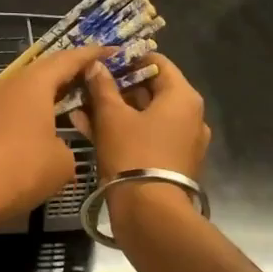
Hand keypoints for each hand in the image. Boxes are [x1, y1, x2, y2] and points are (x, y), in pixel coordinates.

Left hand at [0, 44, 109, 232]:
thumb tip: (57, 147)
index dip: (92, 55)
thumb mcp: (61, 162)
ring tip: (74, 100)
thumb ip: (68, 146)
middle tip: (96, 75)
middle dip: (71, 71)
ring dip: (51, 93)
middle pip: (45, 70)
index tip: (112, 50)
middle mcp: (11, 85)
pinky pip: (16, 108)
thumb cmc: (19, 170)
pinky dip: (34, 111)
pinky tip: (45, 126)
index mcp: (34, 84)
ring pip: (28, 90)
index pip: (68, 59)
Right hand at [69, 52, 210, 181]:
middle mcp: (190, 116)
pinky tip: (90, 129)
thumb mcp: (111, 116)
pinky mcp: (171, 161)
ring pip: (145, 115)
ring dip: (115, 110)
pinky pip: (146, 136)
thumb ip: (102, 87)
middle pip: (151, 90)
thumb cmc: (133, 154)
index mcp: (182, 97)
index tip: (102, 61)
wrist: (150, 212)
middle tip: (87, 85)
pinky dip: (123, 130)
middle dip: (117, 87)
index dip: (128, 59)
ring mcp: (183, 141)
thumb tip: (96, 65)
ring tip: (82, 107)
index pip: (157, 62)